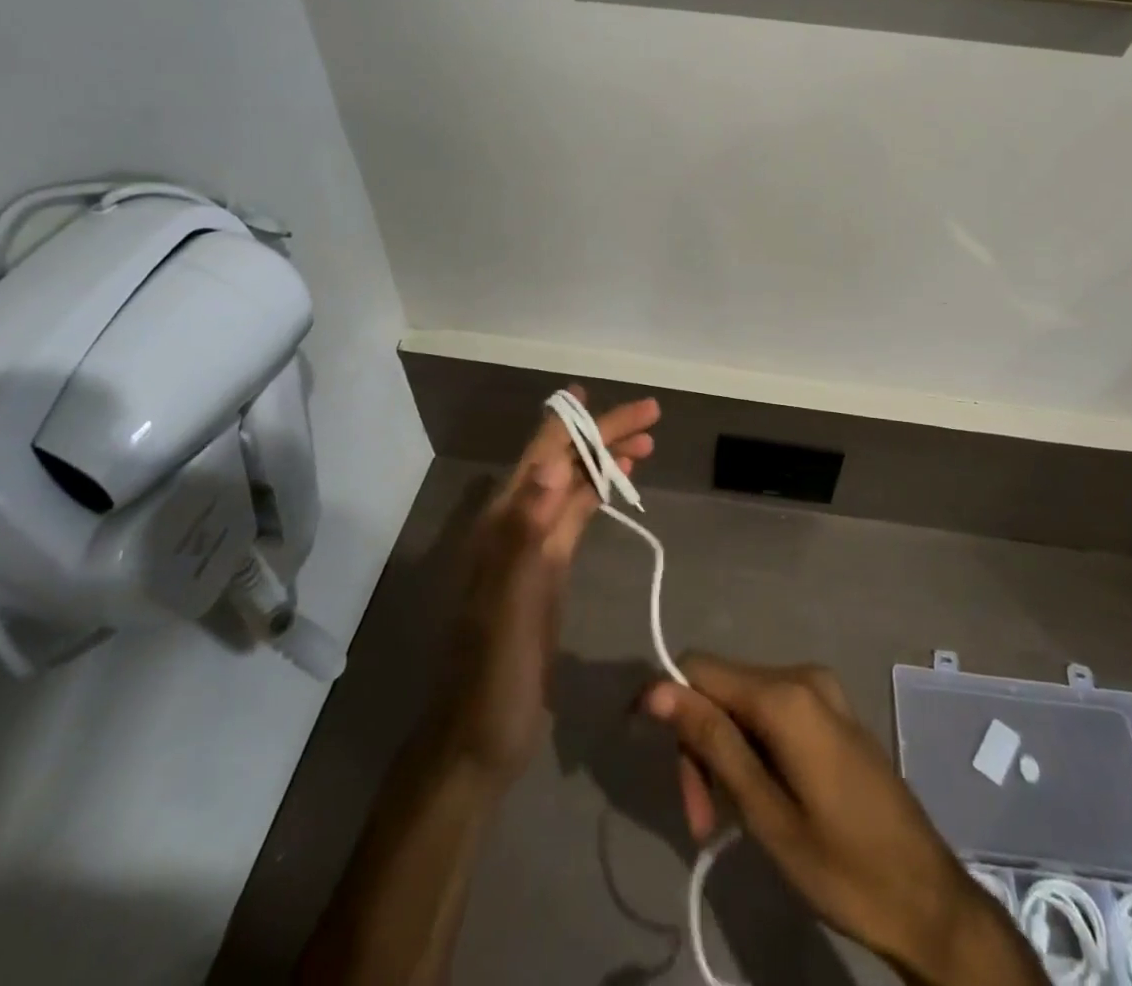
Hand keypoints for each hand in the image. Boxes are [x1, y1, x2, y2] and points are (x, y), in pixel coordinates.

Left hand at [433, 387, 659, 787]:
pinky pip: (577, 516)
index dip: (572, 421)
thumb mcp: (511, 604)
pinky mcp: (549, 570)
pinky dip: (599, 491)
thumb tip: (553, 465)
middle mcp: (517, 523)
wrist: (480, 737)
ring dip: (606, 459)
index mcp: (504, 522)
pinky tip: (620, 483)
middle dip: (603, 434)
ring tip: (648, 441)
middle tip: (651, 415)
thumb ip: (527, 533)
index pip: (543, 454)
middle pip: (563, 462)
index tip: (602, 394)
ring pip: (573, 485)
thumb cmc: (494, 673)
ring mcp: (533, 547)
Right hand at [642, 656, 1040, 985]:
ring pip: (743, 703)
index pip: (698, 669)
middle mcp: (802, 675)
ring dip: (723, 754)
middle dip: (700, 745)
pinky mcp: (831, 711)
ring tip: (723, 820)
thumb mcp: (766, 812)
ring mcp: (821, 691)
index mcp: (786, 694)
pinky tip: (757, 797)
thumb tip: (655, 689)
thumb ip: (712, 742)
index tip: (650, 757)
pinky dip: (751, 750)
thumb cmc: (844, 866)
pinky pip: (771, 713)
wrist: (928, 899)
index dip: (667, 704)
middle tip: (699, 820)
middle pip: (721, 689)